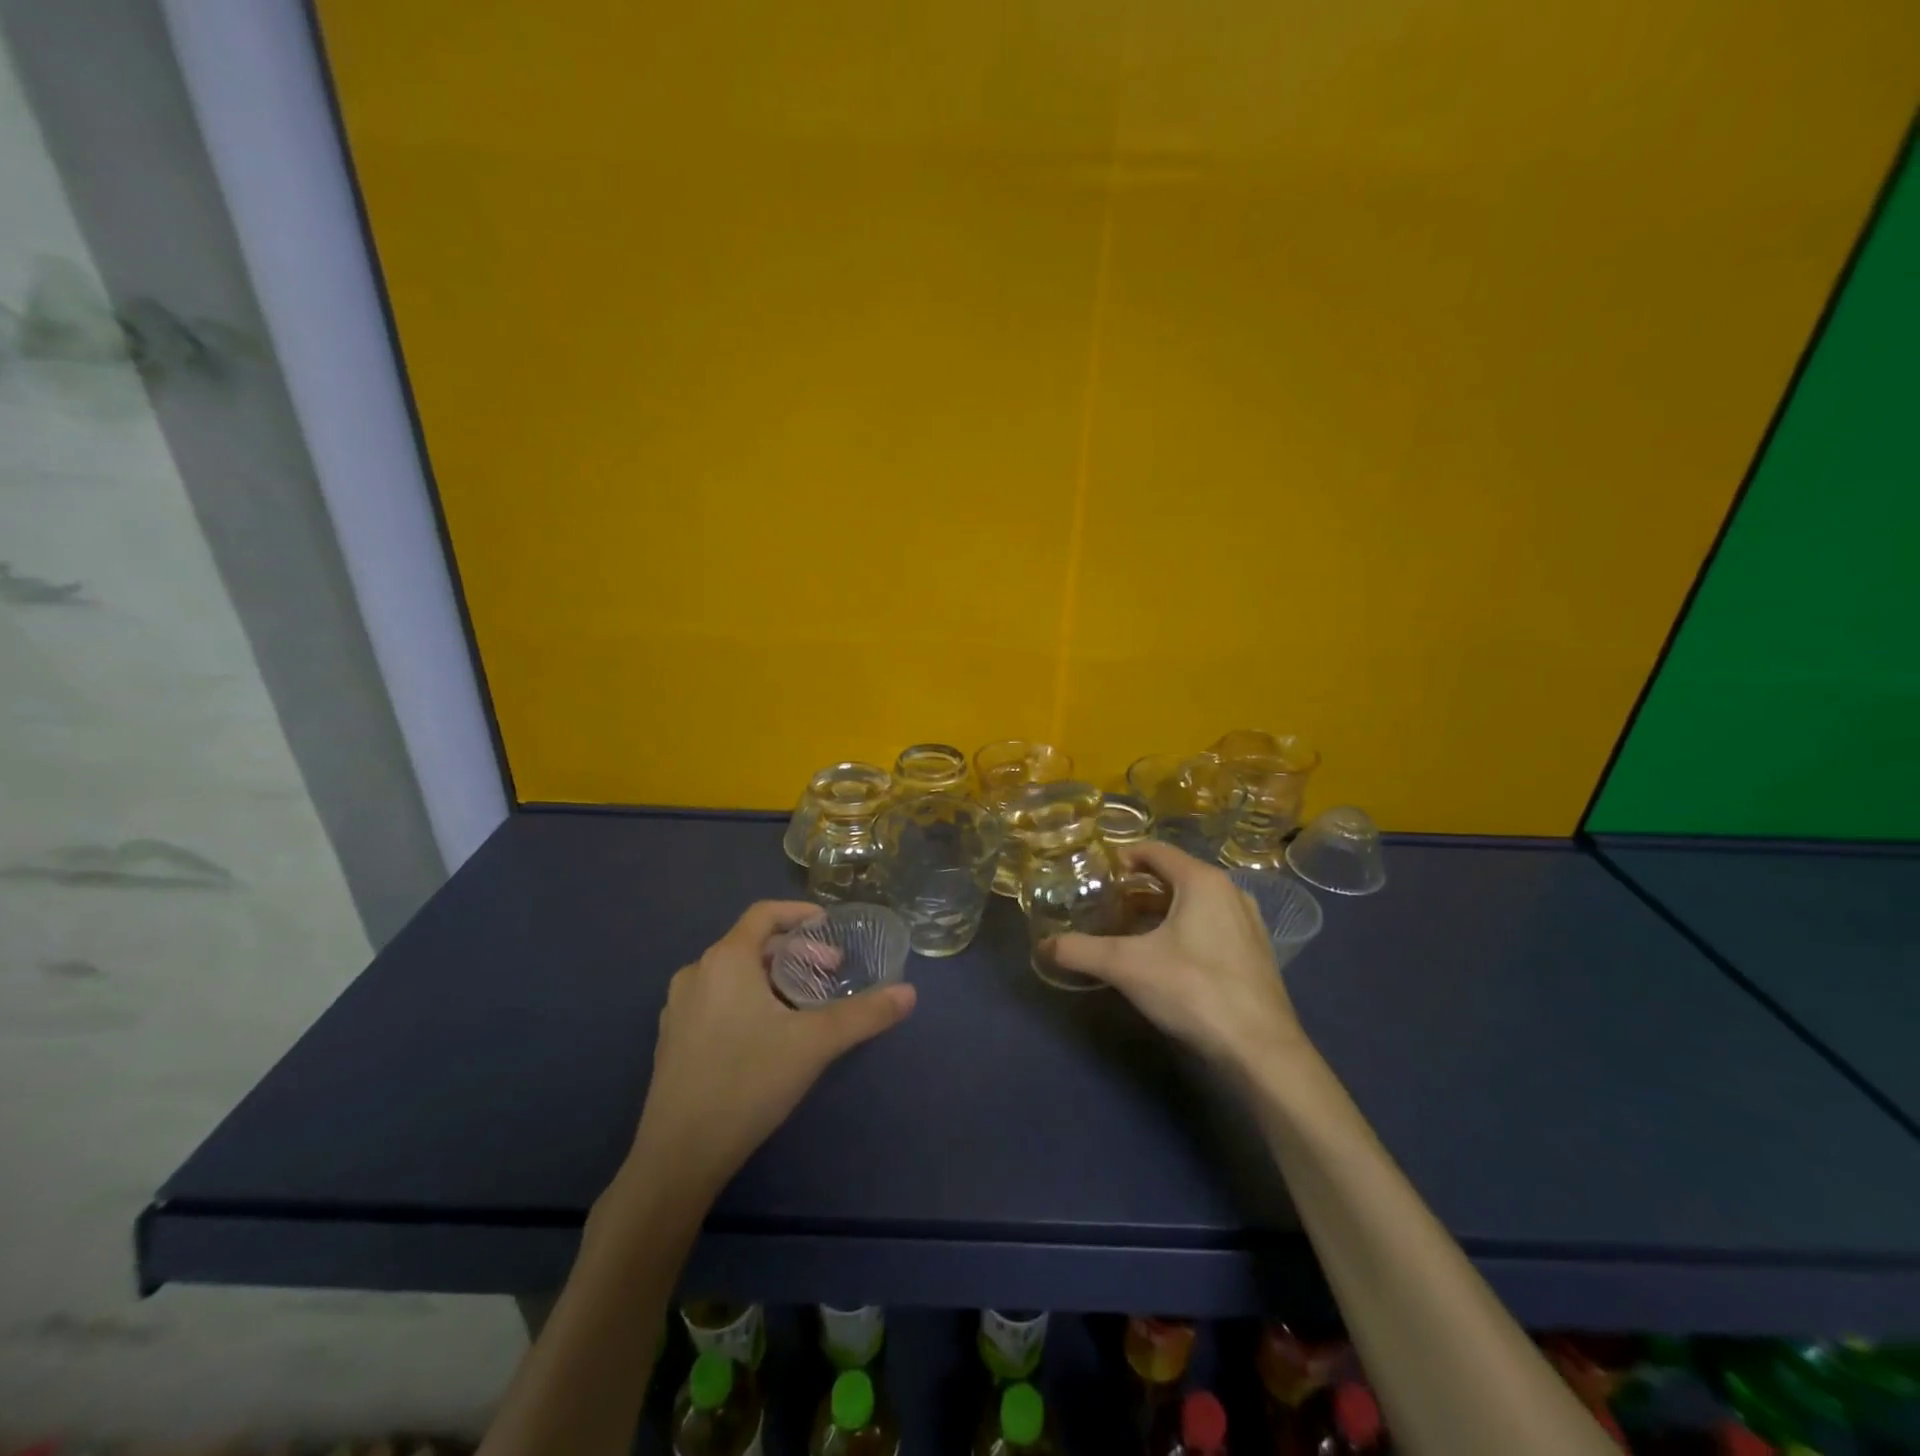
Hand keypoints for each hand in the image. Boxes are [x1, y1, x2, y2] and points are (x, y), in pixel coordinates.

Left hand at [630, 901, 915, 1190]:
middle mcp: (697, 973)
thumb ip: (864, 1014)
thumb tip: (909, 993)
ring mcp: (679, 1007)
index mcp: (726, 960)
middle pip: (752, 944)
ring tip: (803, 1005)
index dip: (799, 914)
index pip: (764, 913)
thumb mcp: (815, 1044)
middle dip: (796, 953)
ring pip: (734, 974)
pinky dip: (748, 999)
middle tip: (829, 975)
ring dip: (773, 978)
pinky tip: (768, 1035)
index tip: (830, 927)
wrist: (677, 1157)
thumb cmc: (748, 1082)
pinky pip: (717, 999)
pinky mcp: (673, 1039)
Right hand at [1047, 842, 1309, 1076]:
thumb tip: (1044, 946)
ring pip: (1194, 902)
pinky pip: (1211, 924)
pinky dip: (1184, 929)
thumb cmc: (1193, 990)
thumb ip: (1081, 951)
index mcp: (1202, 881)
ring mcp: (1248, 923)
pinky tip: (1165, 957)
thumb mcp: (1127, 967)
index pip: (1156, 851)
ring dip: (1161, 910)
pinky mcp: (1254, 953)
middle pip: (1175, 875)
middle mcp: (1229, 892)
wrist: (1260, 1050)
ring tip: (1129, 929)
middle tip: (1106, 904)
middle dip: (1138, 887)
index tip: (1096, 875)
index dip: (1123, 857)